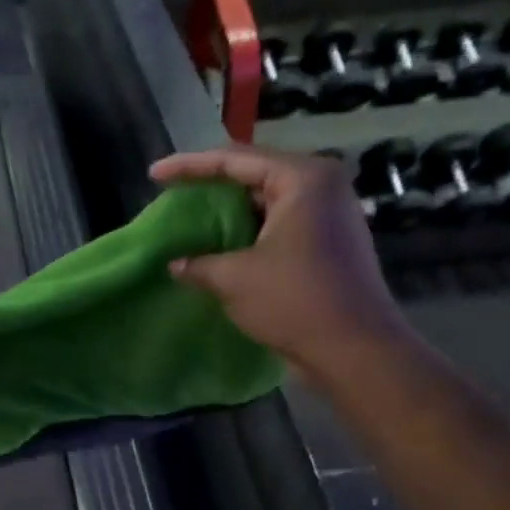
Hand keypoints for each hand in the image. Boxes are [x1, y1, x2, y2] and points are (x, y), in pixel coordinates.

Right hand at [150, 145, 415, 385]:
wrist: (355, 351)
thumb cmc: (294, 301)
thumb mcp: (233, 278)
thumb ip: (197, 263)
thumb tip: (175, 264)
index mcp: (303, 179)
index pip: (234, 159)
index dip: (189, 165)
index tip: (154, 174)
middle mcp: (322, 186)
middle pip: (253, 174)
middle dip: (210, 185)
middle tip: (172, 194)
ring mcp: (329, 214)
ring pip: (266, 201)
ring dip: (228, 211)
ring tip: (191, 219)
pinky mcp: (329, 242)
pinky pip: (278, 223)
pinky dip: (248, 230)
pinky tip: (220, 245)